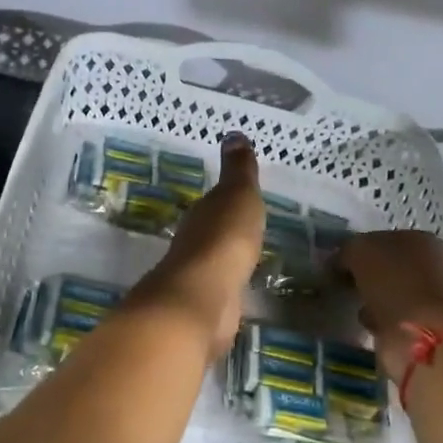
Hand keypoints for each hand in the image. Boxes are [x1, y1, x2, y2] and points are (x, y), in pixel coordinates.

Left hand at [127, 133, 264, 356]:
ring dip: (227, 262)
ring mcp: (198, 279)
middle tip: (248, 229)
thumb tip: (233, 134)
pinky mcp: (207, 308)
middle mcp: (193, 244)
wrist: (204, 297)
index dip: (227, 200)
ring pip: (215, 264)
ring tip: (250, 262)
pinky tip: (242, 292)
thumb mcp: (238, 195)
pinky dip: (231, 289)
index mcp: (201, 215)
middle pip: (211, 234)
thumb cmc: (223, 239)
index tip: (240, 198)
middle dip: (226, 231)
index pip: (213, 203)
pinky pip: (224, 292)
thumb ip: (238, 170)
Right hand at [339, 231, 442, 384]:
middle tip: (340, 284)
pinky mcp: (422, 325)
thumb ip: (347, 250)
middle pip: (386, 266)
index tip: (335, 265)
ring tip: (351, 304)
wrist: (422, 335)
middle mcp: (430, 264)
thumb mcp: (360, 251)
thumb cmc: (394, 283)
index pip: (380, 239)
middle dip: (362, 275)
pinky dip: (376, 319)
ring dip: (368, 298)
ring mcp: (428, 296)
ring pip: (387, 291)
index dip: (356, 250)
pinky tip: (366, 322)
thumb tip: (339, 262)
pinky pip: (389, 316)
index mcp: (420, 239)